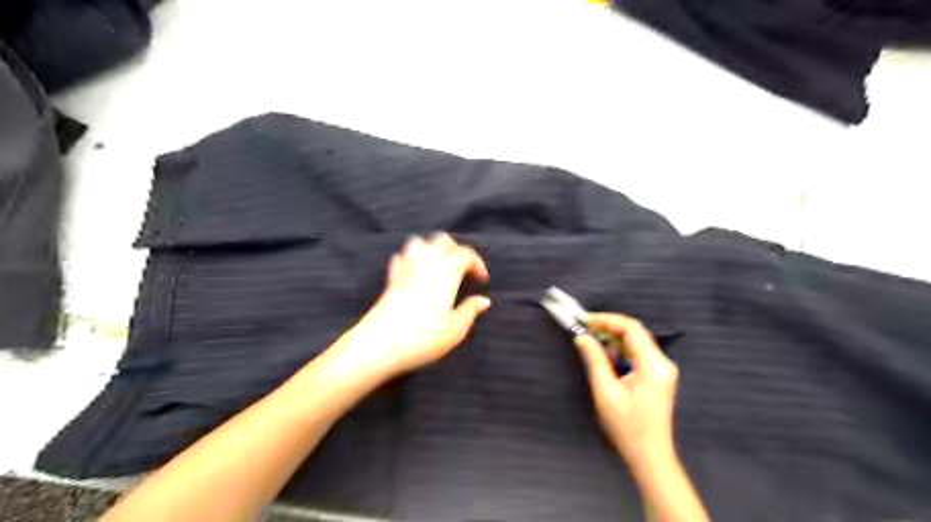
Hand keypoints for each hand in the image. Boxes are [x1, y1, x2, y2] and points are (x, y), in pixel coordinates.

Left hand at [337, 235, 492, 381]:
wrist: (380, 344)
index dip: (477, 264)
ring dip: (433, 249)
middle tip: (464, 269)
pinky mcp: (391, 278)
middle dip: (456, 249)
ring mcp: (406, 267)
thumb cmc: (424, 337)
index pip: (466, 254)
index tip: (482, 280)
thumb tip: (483, 300)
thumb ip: (471, 310)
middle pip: (443, 240)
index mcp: (447, 270)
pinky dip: (412, 259)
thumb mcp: (456, 329)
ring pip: (420, 242)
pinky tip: (416, 273)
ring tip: (440, 266)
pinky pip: (402, 257)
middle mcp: (426, 261)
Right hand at [572, 314, 680, 464]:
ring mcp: (662, 369)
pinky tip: (606, 359)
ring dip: (613, 340)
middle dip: (608, 329)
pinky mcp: (657, 376)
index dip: (606, 320)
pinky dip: (620, 352)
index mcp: (653, 365)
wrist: (649, 456)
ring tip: (591, 344)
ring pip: (635, 342)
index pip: (631, 328)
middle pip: (634, 333)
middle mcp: (662, 362)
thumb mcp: (606, 392)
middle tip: (584, 331)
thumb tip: (581, 337)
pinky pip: (637, 354)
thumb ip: (594, 360)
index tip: (584, 321)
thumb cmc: (627, 427)